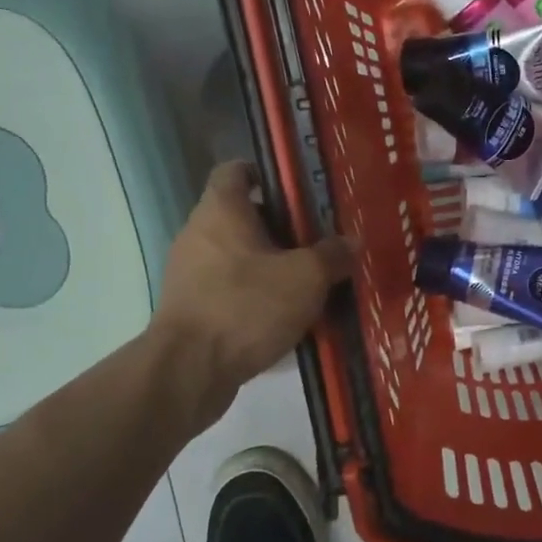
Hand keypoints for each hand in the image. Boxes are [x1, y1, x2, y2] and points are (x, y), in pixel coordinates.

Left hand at [152, 161, 355, 420]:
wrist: (189, 371)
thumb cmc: (246, 306)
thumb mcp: (305, 278)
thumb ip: (332, 255)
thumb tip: (351, 242)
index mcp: (221, 211)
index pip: (235, 170)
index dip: (265, 173)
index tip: (297, 190)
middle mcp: (199, 234)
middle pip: (240, 215)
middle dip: (279, 226)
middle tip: (318, 240)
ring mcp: (190, 273)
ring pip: (236, 255)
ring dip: (269, 264)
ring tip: (308, 280)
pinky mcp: (191, 308)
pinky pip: (228, 289)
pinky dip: (254, 294)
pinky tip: (285, 315)